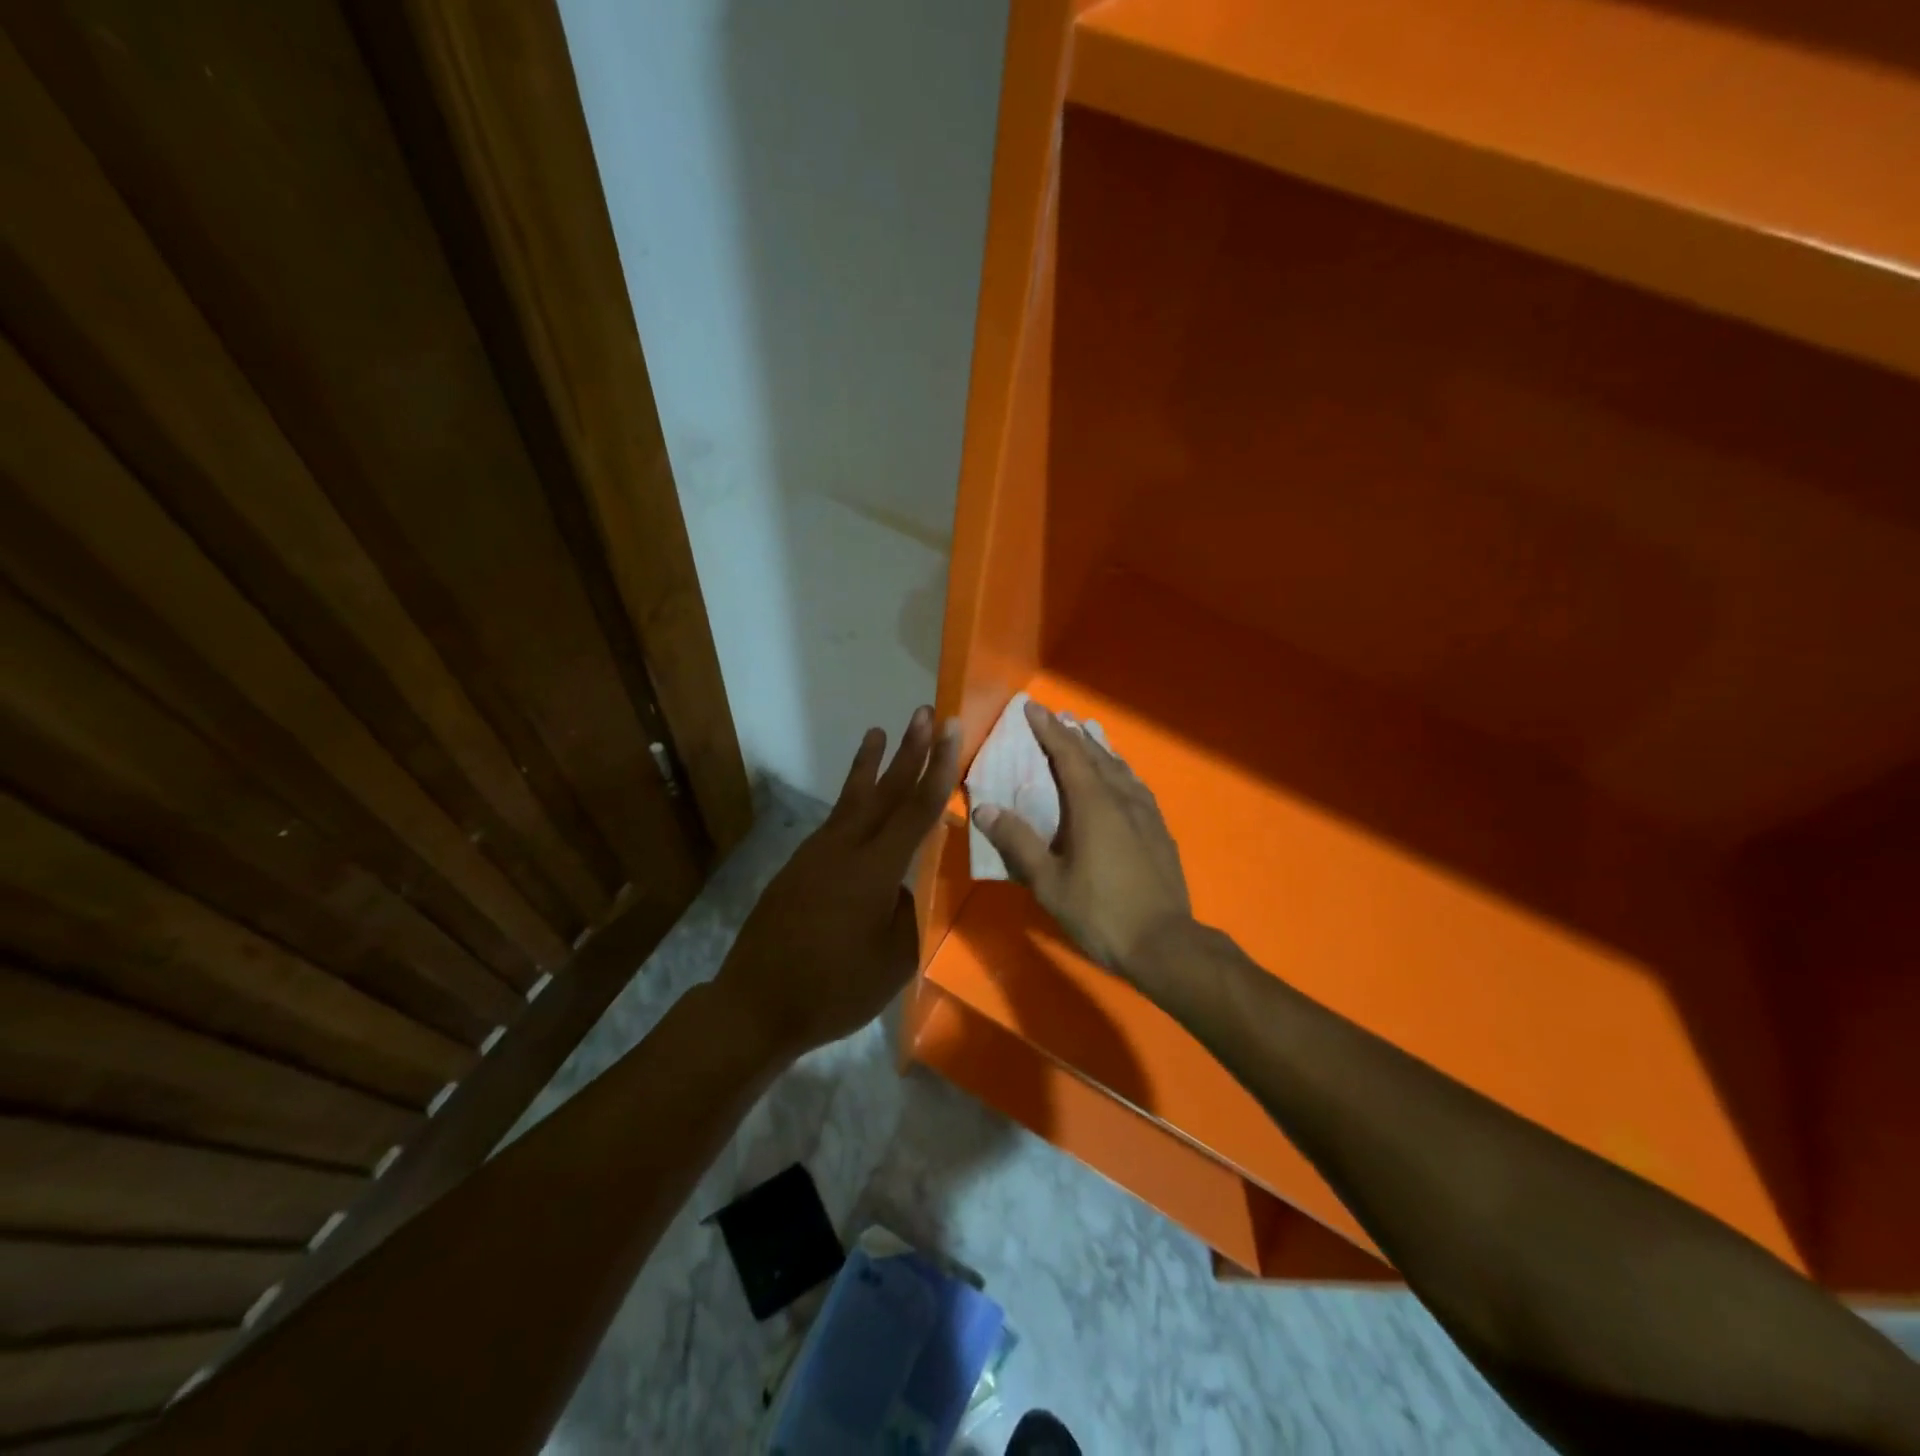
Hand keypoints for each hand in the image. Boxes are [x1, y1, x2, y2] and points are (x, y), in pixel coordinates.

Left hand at [718, 707, 960, 1058]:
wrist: (756, 1004)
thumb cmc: (834, 989)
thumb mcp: (893, 960)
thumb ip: (907, 913)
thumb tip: (902, 886)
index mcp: (874, 871)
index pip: (916, 810)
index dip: (937, 768)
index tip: (948, 730)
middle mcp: (844, 850)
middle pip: (884, 792)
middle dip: (908, 751)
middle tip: (924, 713)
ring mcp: (815, 855)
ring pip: (852, 801)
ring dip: (871, 766)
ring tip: (878, 732)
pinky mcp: (798, 867)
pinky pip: (834, 824)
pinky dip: (851, 802)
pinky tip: (859, 802)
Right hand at [972, 699, 1192, 983]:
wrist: (1164, 944)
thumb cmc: (1100, 912)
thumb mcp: (1049, 883)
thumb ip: (1017, 842)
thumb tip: (983, 808)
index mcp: (1093, 804)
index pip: (1067, 754)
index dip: (1049, 729)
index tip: (1033, 707)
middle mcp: (1122, 798)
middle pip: (1096, 755)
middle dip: (1073, 734)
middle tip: (1057, 718)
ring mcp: (1146, 813)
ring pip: (1120, 769)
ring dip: (1099, 750)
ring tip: (1087, 738)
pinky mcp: (1160, 830)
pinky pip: (1135, 787)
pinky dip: (1119, 772)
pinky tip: (1120, 780)